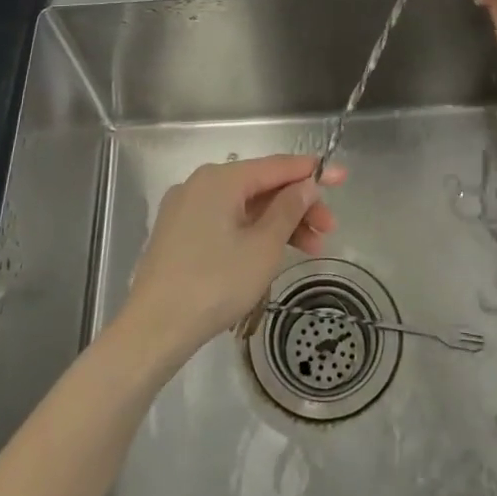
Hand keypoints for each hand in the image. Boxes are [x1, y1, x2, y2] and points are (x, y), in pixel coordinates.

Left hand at [120, 155, 346, 363]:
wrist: (154, 329)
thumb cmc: (215, 283)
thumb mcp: (263, 246)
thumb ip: (289, 209)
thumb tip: (306, 185)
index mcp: (220, 179)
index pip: (276, 166)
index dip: (312, 172)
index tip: (342, 177)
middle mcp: (200, 185)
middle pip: (260, 187)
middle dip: (298, 206)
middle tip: (329, 231)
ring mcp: (186, 209)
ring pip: (244, 207)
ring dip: (279, 224)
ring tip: (310, 250)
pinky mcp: (179, 234)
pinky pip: (226, 221)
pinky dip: (253, 233)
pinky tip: (273, 253)